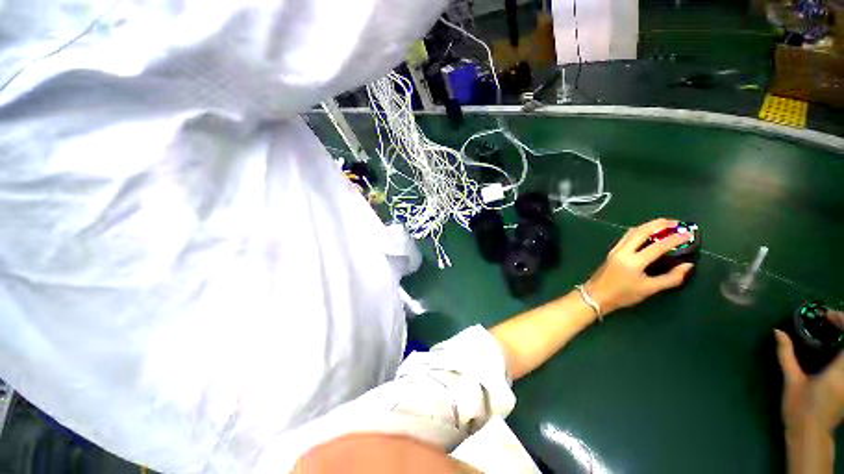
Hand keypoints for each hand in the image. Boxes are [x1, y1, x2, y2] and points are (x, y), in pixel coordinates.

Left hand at [586, 218, 693, 314]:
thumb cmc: (623, 294)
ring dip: (649, 225)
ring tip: (665, 225)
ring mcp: (616, 249)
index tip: (689, 234)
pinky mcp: (612, 251)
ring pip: (633, 231)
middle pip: (642, 231)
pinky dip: (640, 231)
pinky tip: (649, 233)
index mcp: (634, 261)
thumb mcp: (650, 289)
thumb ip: (671, 278)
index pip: (658, 245)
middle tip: (677, 223)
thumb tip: (688, 265)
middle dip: (660, 224)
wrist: (596, 295)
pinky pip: (627, 236)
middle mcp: (624, 251)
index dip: (675, 239)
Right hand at [775, 327, 843, 435]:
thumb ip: (786, 355)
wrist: (810, 434)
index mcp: (839, 371)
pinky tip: (837, 346)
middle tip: (831, 319)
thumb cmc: (799, 407)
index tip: (827, 316)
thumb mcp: (792, 381)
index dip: (843, 321)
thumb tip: (778, 332)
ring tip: (834, 329)